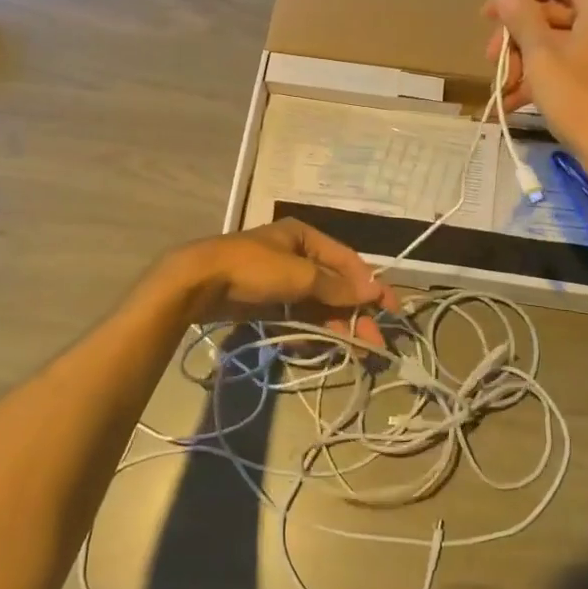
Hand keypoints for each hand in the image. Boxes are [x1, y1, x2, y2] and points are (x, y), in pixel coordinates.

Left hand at [163, 220, 399, 347]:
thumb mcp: (299, 274)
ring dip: (336, 324)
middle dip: (355, 313)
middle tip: (374, 342)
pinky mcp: (266, 301)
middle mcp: (296, 255)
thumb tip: (374, 291)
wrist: (197, 283)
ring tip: (354, 350)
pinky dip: (310, 328)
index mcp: (305, 238)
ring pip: (317, 303)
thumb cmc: (252, 269)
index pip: (349, 262)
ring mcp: (280, 279)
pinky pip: (297, 314)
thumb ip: (336, 286)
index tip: (391, 310)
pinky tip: (320, 344)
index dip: (371, 286)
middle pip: (334, 285)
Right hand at [483, 0, 587, 173]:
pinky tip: (513, 102)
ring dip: (523, 60)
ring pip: (554, 39)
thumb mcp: (541, 56)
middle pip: (551, 8)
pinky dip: (541, 76)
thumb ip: (520, 17)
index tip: (490, 20)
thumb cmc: (581, 99)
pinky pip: (566, 62)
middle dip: (517, 36)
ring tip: (502, 89)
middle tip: (494, 62)